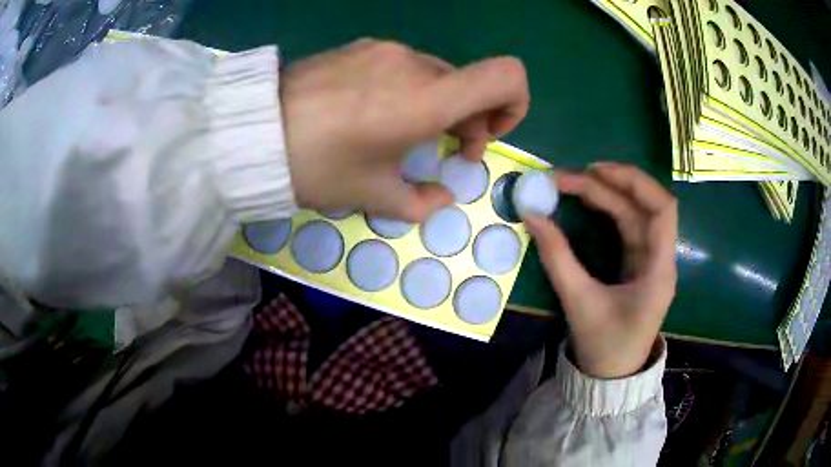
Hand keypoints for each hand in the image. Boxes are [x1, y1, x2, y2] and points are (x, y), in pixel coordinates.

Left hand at [281, 39, 528, 220]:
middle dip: (467, 118)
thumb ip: (421, 201)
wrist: (253, 132)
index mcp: (428, 99)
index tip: (483, 135)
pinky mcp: (359, 47)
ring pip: (435, 75)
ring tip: (400, 132)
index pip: (507, 76)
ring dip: (436, 104)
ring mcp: (384, 50)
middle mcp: (414, 63)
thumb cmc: (318, 166)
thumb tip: (441, 197)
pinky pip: (402, 66)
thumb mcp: (372, 195)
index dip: (514, 105)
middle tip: (441, 150)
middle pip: (469, 83)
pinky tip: (370, 111)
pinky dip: (407, 89)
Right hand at [524, 163, 676, 378]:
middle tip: (569, 176)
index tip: (595, 171)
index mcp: (659, 269)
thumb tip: (531, 215)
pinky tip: (587, 201)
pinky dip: (607, 210)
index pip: (662, 210)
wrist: (610, 375)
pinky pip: (626, 227)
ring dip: (607, 194)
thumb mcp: (579, 302)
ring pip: (634, 214)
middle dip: (609, 184)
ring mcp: (649, 260)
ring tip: (572, 183)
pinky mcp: (637, 264)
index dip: (633, 182)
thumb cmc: (604, 345)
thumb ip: (557, 257)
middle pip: (644, 206)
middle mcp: (660, 258)